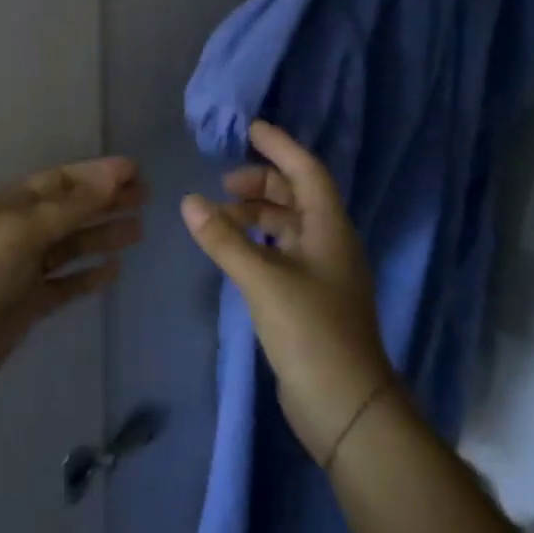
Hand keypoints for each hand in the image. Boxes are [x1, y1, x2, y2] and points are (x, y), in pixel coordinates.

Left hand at [0, 157, 145, 406]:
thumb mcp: (22, 231)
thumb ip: (71, 207)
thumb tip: (115, 175)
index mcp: (14, 206)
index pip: (62, 181)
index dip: (96, 174)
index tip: (134, 170)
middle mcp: (22, 232)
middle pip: (72, 211)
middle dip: (106, 201)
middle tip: (146, 196)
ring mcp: (27, 270)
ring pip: (73, 246)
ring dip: (103, 235)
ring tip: (139, 229)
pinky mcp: (31, 304)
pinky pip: (67, 284)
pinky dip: (89, 276)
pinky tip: (114, 271)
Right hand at [180, 120, 393, 463]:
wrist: (344, 404)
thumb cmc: (310, 331)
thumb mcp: (262, 280)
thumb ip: (224, 240)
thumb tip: (189, 201)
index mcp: (329, 229)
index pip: (307, 171)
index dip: (280, 146)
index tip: (251, 128)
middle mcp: (329, 244)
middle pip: (296, 197)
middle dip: (262, 183)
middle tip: (223, 183)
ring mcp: (321, 273)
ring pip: (287, 226)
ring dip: (255, 214)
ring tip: (219, 217)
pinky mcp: (309, 298)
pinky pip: (280, 253)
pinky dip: (256, 242)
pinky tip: (233, 250)